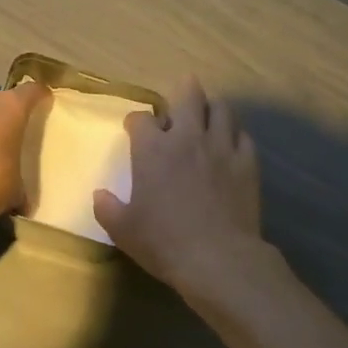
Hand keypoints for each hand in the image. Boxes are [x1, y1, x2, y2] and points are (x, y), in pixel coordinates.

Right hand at [94, 77, 265, 296]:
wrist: (218, 258)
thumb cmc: (163, 242)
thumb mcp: (123, 230)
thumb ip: (108, 208)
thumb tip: (99, 195)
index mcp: (153, 150)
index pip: (141, 119)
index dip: (136, 121)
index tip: (134, 129)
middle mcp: (188, 138)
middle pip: (188, 95)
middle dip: (183, 89)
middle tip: (181, 93)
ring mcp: (221, 147)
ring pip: (222, 108)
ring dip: (212, 108)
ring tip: (208, 116)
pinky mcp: (247, 162)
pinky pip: (243, 136)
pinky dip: (235, 135)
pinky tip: (231, 145)